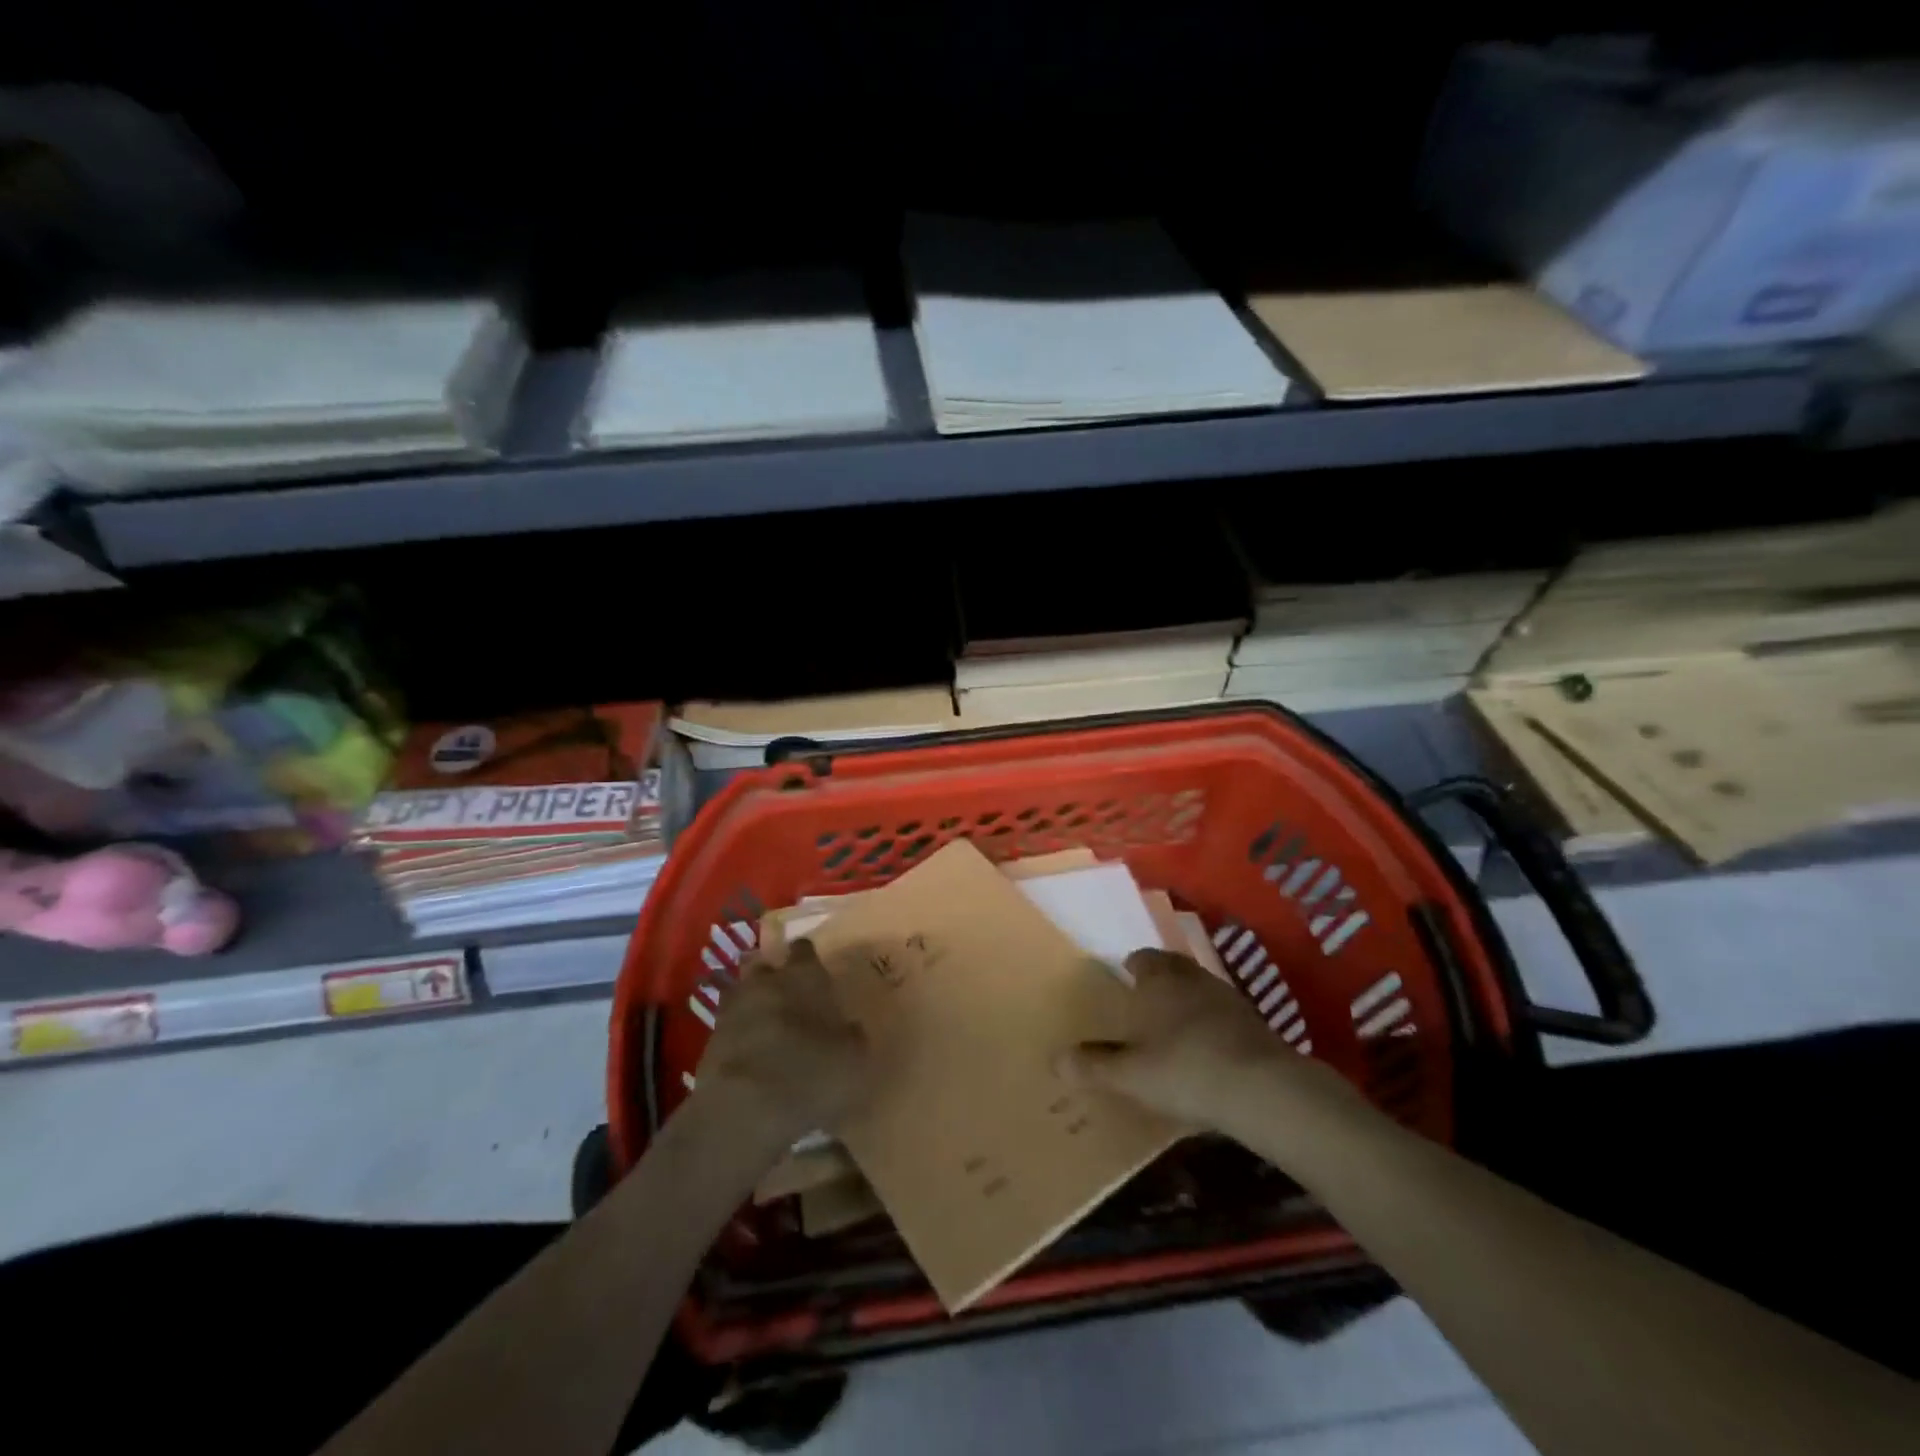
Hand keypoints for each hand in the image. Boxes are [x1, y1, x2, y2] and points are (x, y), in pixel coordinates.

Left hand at [694, 939, 871, 1140]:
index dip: (809, 958)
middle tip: (788, 994)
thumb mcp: (853, 1058)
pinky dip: (738, 1034)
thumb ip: (852, 1036)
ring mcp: (733, 1009)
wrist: (744, 1108)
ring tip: (765, 1022)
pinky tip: (750, 1052)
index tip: (816, 971)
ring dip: (751, 1003)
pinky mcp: (710, 1041)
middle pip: (764, 964)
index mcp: (804, 976)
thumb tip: (849, 1028)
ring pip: (741, 992)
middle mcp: (766, 982)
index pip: (804, 949)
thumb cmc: (810, 1072)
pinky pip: (728, 1027)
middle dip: (773, 975)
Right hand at [1057, 948, 1353, 1133]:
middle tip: (1144, 1005)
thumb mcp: (1130, 1074)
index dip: (1131, 969)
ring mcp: (1228, 997)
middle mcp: (1192, 977)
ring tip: (1173, 1029)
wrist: (1263, 1089)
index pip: (1141, 959)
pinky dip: (1211, 1025)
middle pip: (1172, 969)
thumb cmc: (1184, 1069)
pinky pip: (1222, 1015)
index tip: (1123, 983)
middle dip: (1159, 982)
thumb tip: (1055, 1060)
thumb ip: (1093, 1065)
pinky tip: (1206, 1051)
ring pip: (1199, 990)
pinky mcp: (1255, 1022)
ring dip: (1186, 1002)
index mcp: (1159, 978)